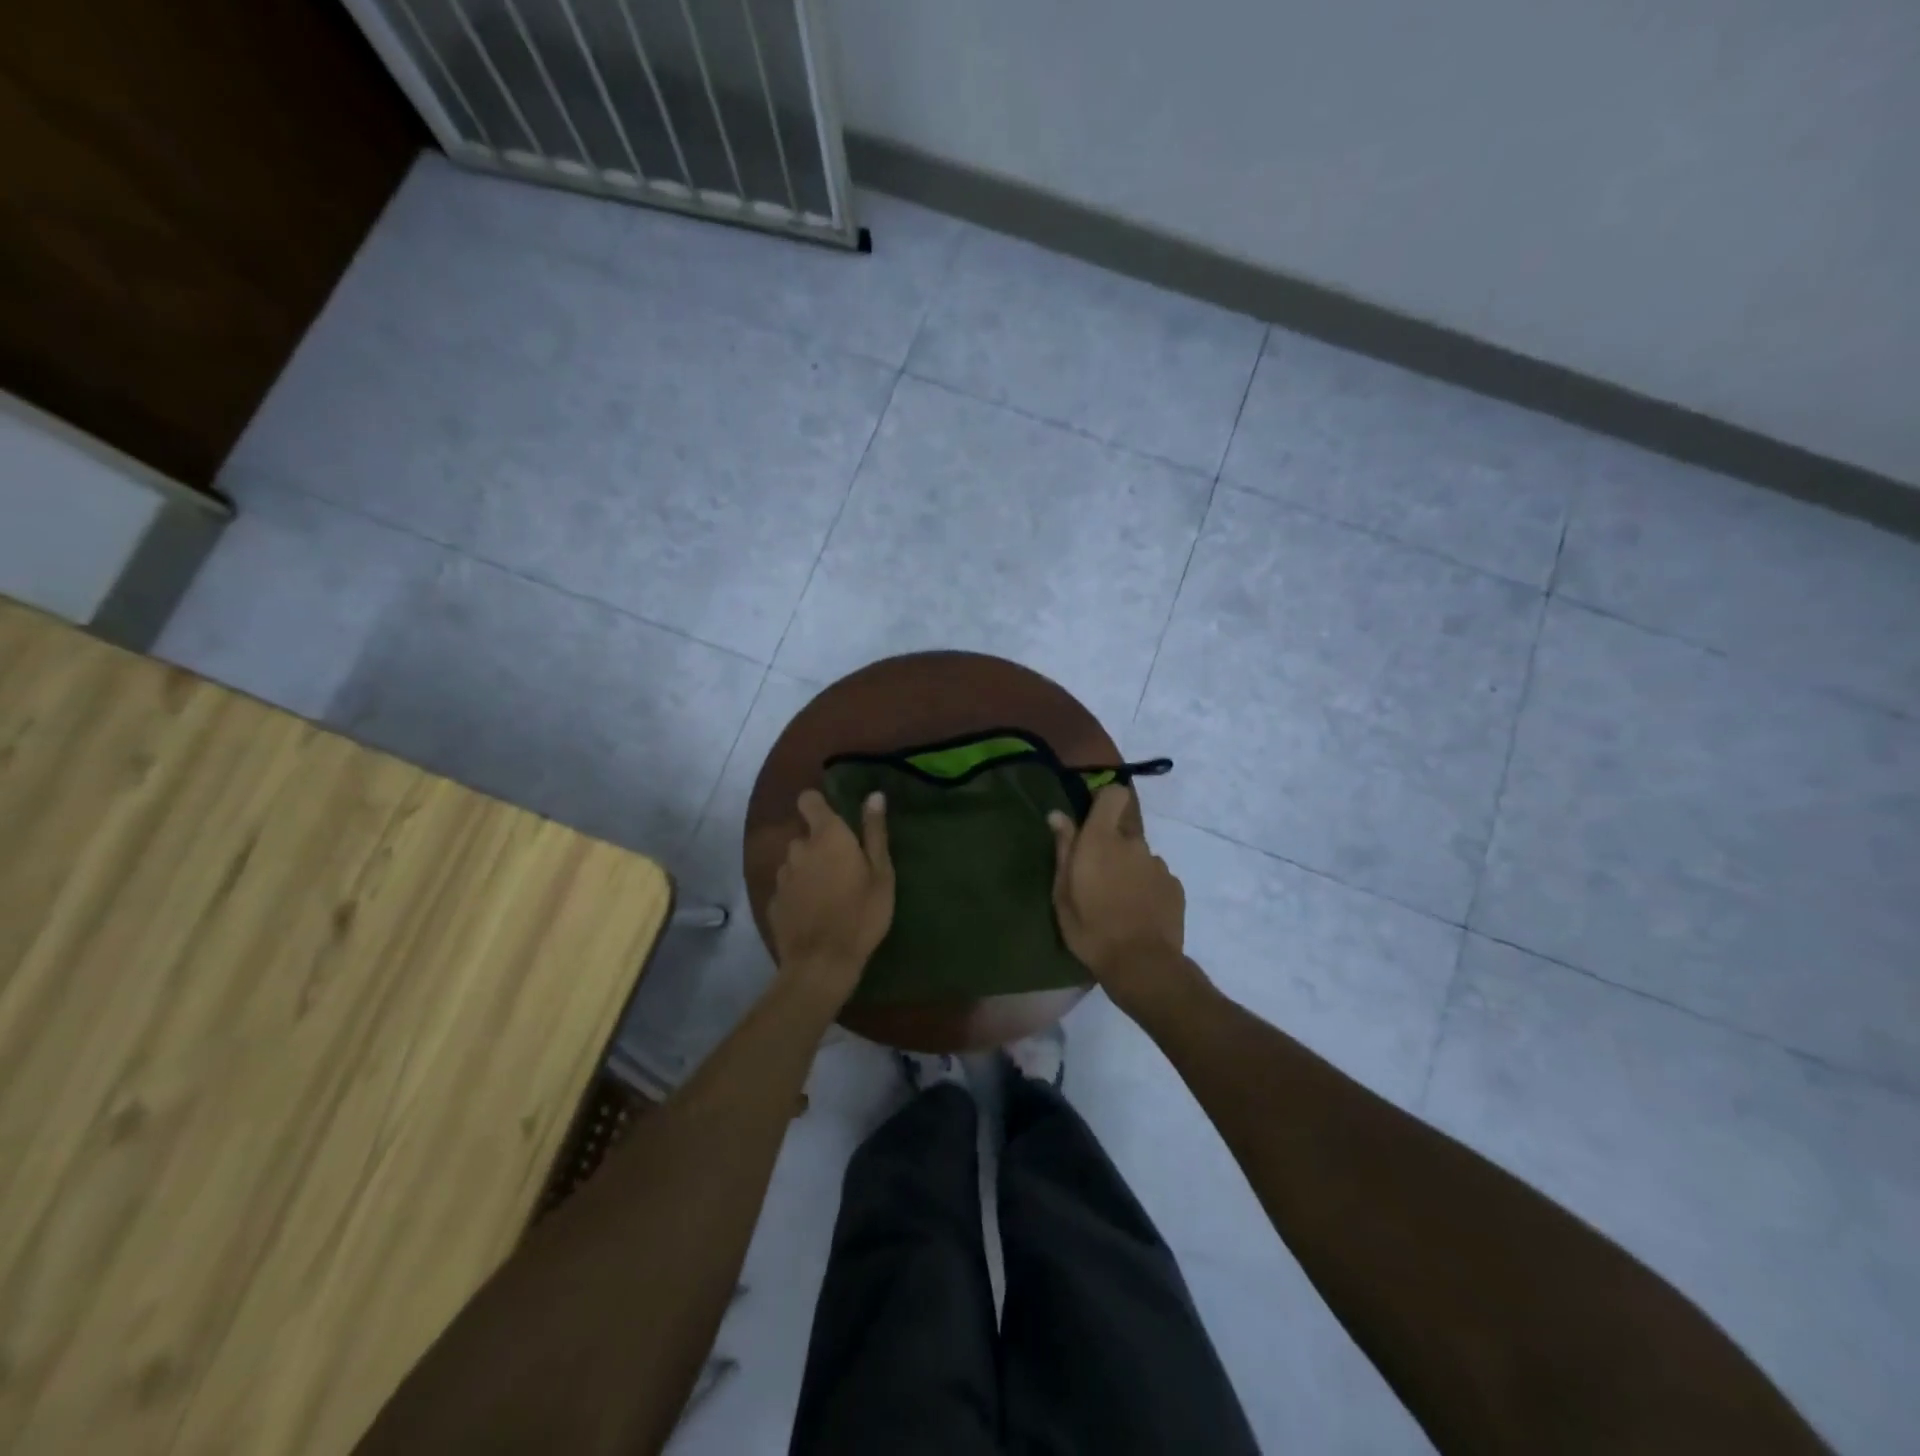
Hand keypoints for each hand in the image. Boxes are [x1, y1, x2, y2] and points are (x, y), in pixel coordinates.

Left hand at [768, 789, 893, 1006]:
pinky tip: (814, 913)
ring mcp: (782, 877)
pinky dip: (799, 894)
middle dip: (820, 845)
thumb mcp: (881, 873)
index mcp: (827, 836)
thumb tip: (874, 795)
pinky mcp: (774, 902)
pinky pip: (788, 888)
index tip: (836, 819)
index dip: (819, 804)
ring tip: (829, 894)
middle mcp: (798, 849)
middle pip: (805, 836)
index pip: (808, 800)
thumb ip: (875, 832)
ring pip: (795, 862)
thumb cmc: (861, 914)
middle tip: (844, 869)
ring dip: (808, 870)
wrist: (822, 963)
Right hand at [1049, 786, 1190, 1016]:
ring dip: (1129, 869)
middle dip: (1111, 846)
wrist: (1142, 966)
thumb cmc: (1091, 929)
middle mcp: (1133, 843)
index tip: (1092, 819)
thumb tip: (1057, 815)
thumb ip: (1063, 849)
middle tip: (1097, 877)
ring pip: (1139, 856)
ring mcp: (1158, 864)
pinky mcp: (1175, 886)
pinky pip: (1155, 876)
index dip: (1104, 801)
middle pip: (1123, 830)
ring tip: (1118, 901)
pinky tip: (1138, 912)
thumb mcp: (1063, 893)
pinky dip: (1146, 887)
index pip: (1113, 794)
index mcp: (1102, 840)